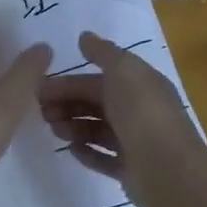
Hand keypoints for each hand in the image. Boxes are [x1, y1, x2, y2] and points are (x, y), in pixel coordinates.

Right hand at [38, 31, 206, 206]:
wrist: (166, 168)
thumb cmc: (142, 113)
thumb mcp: (123, 70)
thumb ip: (103, 52)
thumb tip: (84, 36)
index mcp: (141, 85)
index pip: (98, 80)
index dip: (69, 82)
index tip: (40, 89)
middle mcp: (140, 111)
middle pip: (96, 104)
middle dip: (67, 104)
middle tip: (42, 112)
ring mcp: (136, 142)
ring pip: (97, 130)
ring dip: (73, 127)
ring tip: (55, 130)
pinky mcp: (131, 170)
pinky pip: (103, 158)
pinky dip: (86, 152)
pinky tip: (71, 149)